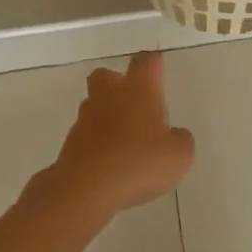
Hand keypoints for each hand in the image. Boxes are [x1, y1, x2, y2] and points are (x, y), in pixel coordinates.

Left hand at [41, 52, 194, 219]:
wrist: (86, 190)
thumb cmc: (138, 163)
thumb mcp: (178, 156)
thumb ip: (180, 140)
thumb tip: (175, 136)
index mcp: (138, 89)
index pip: (146, 62)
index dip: (153, 64)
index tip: (159, 71)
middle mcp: (109, 95)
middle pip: (107, 75)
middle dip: (118, 83)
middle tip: (135, 103)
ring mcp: (85, 119)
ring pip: (95, 104)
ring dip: (107, 115)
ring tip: (125, 140)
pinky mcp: (70, 143)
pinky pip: (87, 134)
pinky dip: (97, 143)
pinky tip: (111, 163)